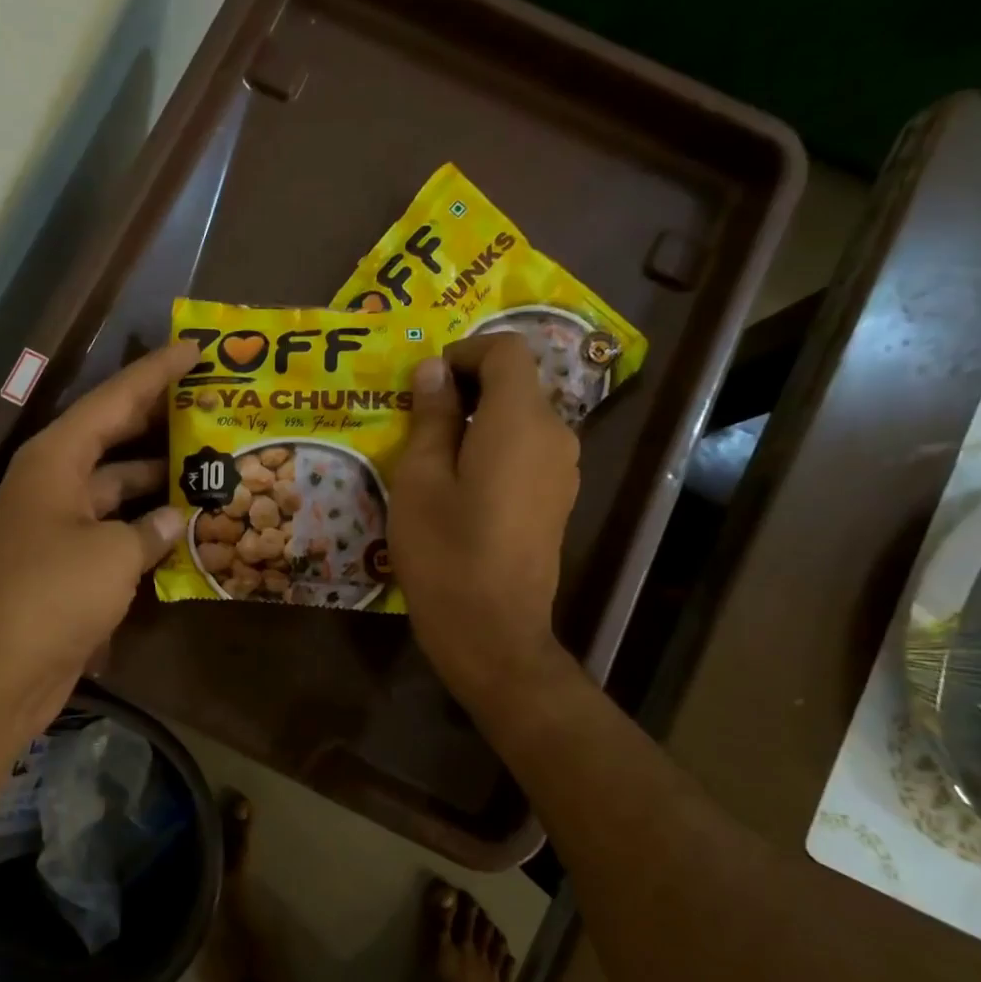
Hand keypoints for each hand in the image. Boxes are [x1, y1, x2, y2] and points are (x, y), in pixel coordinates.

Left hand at [0, 340, 197, 747]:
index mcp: (56, 459)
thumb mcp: (113, 554)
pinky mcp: (71, 563)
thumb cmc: (52, 596)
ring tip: (214, 466)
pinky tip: (191, 527)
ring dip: (161, 481)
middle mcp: (56, 482)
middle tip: (215, 407)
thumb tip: (175, 520)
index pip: (113, 401)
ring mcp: (62, 524)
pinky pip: (118, 529)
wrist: (0, 673)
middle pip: (116, 438)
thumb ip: (151, 529)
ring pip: (121, 487)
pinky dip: (150, 527)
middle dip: (163, 423)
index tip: (195, 350)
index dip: (155, 373)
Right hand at [390, 334, 580, 713]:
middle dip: (467, 388)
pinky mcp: (558, 499)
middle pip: (517, 384)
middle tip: (417, 420)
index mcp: (520, 421)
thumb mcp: (420, 479)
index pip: (506, 351)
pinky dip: (495, 448)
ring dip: (479, 420)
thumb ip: (432, 417)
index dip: (464, 353)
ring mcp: (563, 470)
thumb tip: (435, 370)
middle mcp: (555, 436)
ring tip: (433, 455)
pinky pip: (528, 452)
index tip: (425, 384)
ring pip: (521, 419)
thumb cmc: (445, 552)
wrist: (492, 631)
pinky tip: (461, 487)